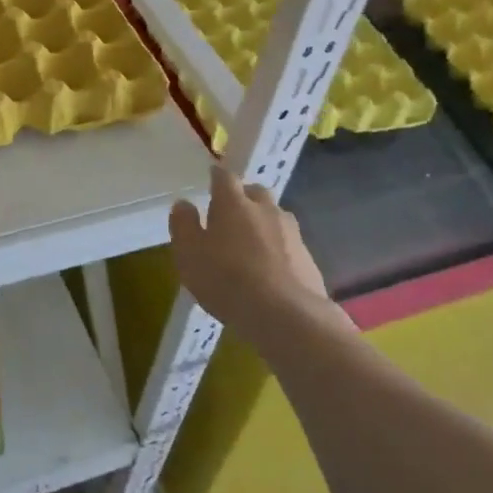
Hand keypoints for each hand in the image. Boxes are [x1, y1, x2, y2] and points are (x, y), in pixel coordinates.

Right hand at [169, 164, 335, 338]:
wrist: (286, 315)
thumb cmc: (226, 279)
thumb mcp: (189, 254)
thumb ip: (183, 225)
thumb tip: (184, 204)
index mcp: (233, 203)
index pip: (224, 177)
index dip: (216, 176)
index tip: (211, 178)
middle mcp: (265, 209)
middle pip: (255, 192)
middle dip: (243, 197)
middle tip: (229, 213)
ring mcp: (291, 233)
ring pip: (275, 217)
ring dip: (262, 222)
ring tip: (250, 244)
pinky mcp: (308, 258)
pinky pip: (288, 243)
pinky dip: (277, 248)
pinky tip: (269, 269)